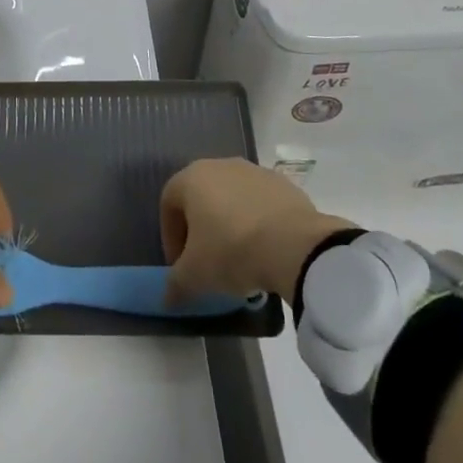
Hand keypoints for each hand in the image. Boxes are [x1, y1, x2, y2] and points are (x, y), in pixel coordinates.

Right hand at [160, 158, 356, 302]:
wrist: (294, 245)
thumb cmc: (232, 251)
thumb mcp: (195, 276)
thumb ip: (176, 284)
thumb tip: (168, 296)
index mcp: (192, 178)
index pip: (168, 204)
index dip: (170, 237)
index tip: (180, 266)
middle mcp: (219, 165)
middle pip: (200, 197)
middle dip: (199, 229)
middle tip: (207, 261)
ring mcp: (253, 171)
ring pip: (231, 198)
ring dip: (229, 224)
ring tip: (239, 258)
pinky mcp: (282, 183)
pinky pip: (259, 203)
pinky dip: (256, 222)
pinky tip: (265, 249)